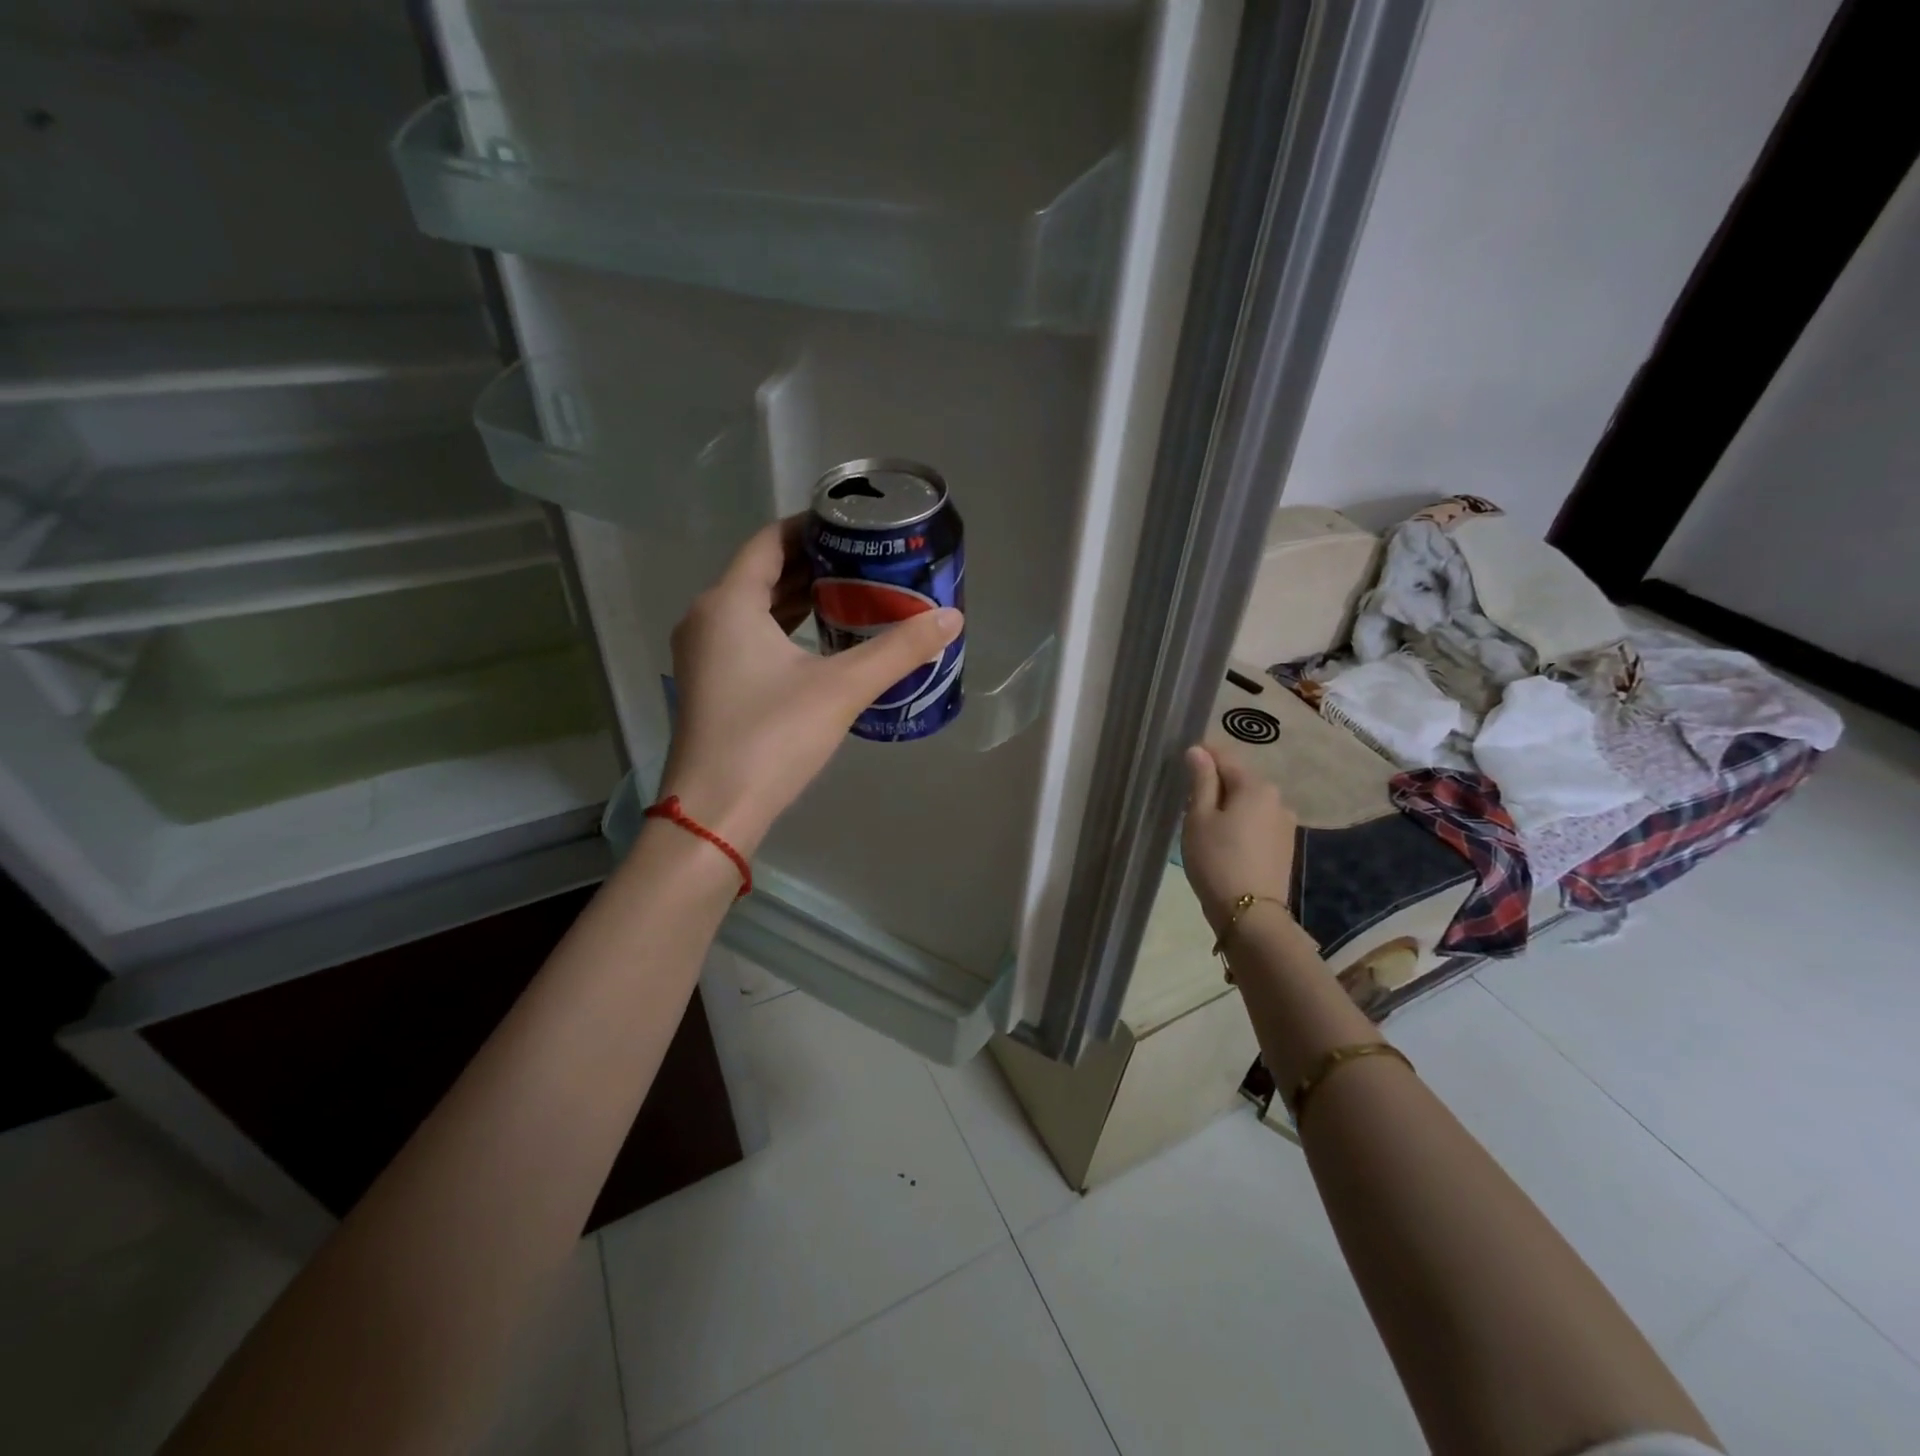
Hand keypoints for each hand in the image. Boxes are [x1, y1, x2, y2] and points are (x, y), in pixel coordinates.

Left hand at [658, 518, 963, 856]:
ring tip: (853, 595)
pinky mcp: (710, 685)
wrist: (714, 812)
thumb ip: (898, 650)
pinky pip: (748, 638)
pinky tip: (822, 643)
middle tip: (866, 562)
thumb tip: (951, 618)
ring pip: (755, 608)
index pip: (770, 541)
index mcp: (728, 603)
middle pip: (763, 573)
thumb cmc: (771, 737)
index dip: (811, 527)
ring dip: (800, 599)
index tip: (854, 527)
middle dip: (814, 565)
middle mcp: (707, 618)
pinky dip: (784, 630)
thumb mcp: (842, 688)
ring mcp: (703, 654)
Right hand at [1180, 744, 1297, 936]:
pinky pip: (1258, 822)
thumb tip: (1198, 751)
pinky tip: (1226, 841)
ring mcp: (1285, 823)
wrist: (1250, 913)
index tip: (1182, 763)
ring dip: (1229, 805)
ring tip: (1206, 824)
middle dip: (1216, 784)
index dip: (1203, 756)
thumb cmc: (1217, 859)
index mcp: (1256, 786)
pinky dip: (1241, 823)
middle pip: (1240, 780)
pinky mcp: (1285, 845)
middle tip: (1189, 801)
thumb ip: (1202, 780)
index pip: (1225, 757)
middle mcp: (1277, 799)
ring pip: (1250, 803)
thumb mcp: (1199, 817)